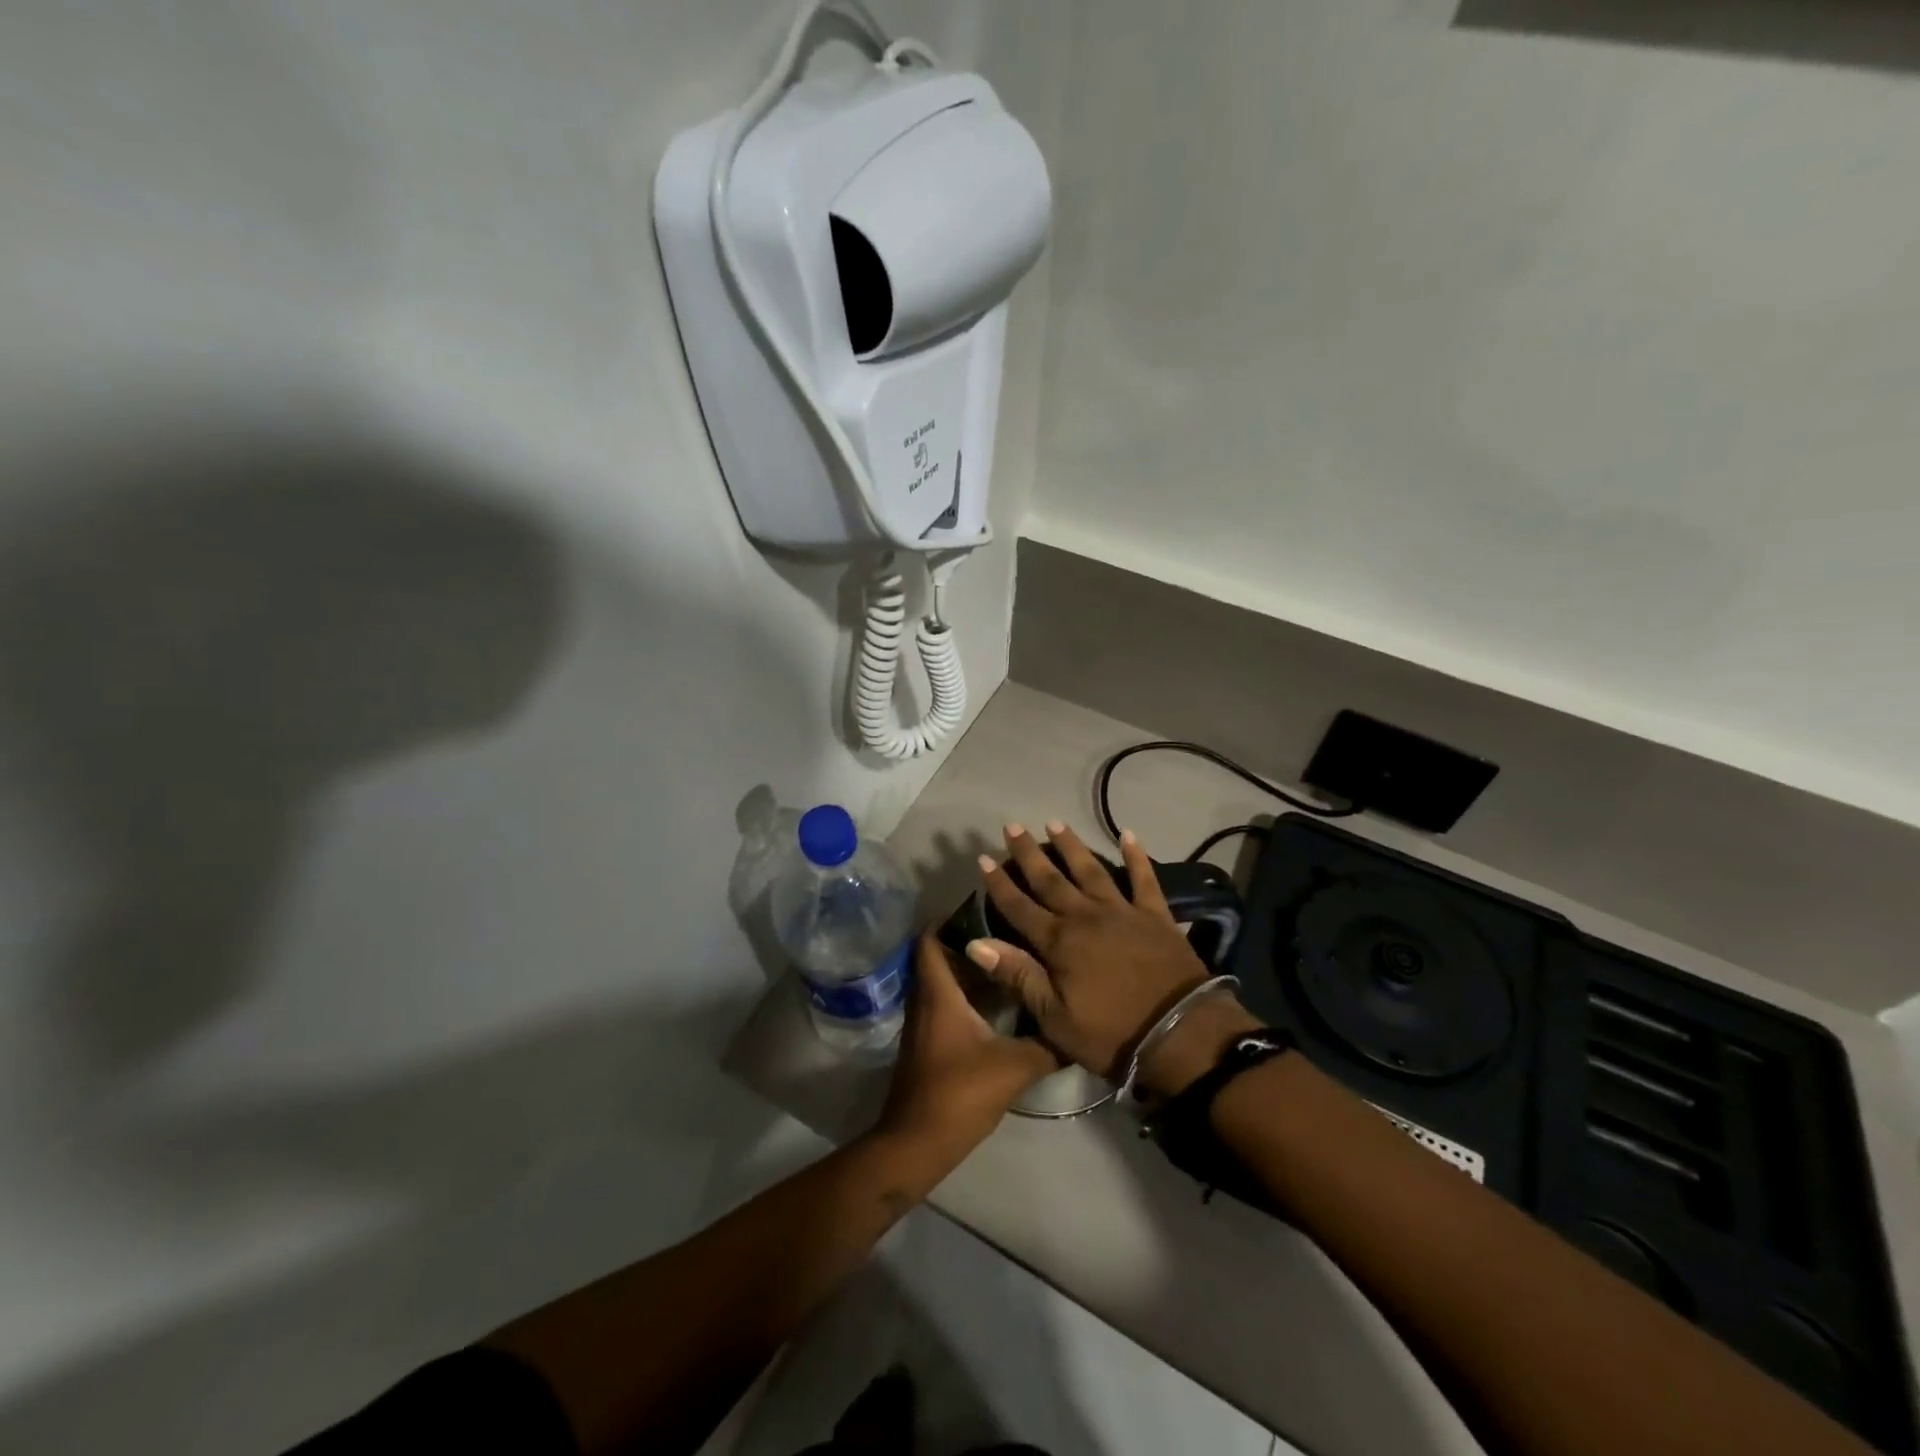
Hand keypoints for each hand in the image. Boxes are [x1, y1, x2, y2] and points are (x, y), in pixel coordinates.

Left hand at [875, 931, 1060, 1155]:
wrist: (918, 1143)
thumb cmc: (960, 1093)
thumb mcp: (1014, 1067)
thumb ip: (1047, 1045)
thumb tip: (1077, 1026)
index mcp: (938, 993)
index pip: (931, 938)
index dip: (952, 918)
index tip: (987, 907)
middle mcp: (926, 999)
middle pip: (939, 955)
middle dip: (968, 939)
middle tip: (1007, 929)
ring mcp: (924, 1022)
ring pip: (943, 980)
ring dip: (969, 968)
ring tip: (1010, 958)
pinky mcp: (929, 1042)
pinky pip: (945, 1002)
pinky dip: (966, 992)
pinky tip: (999, 1001)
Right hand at [964, 823, 1248, 1089]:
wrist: (1181, 1034)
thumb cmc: (1112, 1034)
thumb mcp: (1055, 1017)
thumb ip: (1018, 975)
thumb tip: (976, 943)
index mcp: (1059, 942)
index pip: (1019, 907)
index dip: (999, 883)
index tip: (983, 857)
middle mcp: (1085, 916)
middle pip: (1050, 879)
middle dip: (1028, 853)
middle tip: (1012, 826)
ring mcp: (1122, 911)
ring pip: (1090, 870)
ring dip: (1072, 846)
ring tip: (1055, 823)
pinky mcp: (1155, 915)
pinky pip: (1144, 878)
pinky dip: (1136, 856)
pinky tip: (1128, 835)